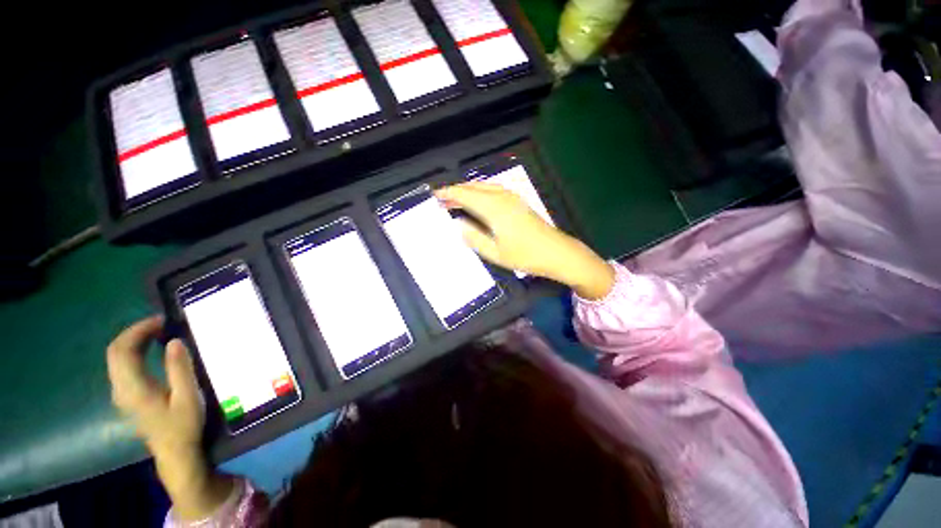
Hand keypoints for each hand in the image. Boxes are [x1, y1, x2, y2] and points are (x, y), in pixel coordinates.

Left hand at [107, 316, 232, 519]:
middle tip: (161, 324)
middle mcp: (120, 388)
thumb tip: (174, 341)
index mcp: (133, 388)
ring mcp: (121, 393)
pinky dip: (134, 352)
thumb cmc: (183, 425)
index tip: (162, 321)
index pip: (122, 350)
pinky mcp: (127, 396)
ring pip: (117, 358)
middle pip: (115, 352)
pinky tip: (151, 350)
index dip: (138, 330)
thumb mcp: (188, 397)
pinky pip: (122, 366)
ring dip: (134, 341)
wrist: (174, 453)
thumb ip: (180, 369)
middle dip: (135, 332)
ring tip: (159, 333)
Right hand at [435, 183, 614, 299]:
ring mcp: (512, 197)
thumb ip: (474, 238)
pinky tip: (477, 201)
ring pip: (484, 187)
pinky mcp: (518, 201)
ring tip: (455, 200)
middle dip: (456, 191)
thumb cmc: (525, 255)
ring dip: (468, 191)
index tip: (435, 195)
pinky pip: (493, 190)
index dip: (448, 193)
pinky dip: (480, 193)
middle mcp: (502, 197)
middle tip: (441, 199)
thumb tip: (459, 224)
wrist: (557, 252)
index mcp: (494, 208)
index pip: (465, 195)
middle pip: (474, 187)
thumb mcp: (495, 253)